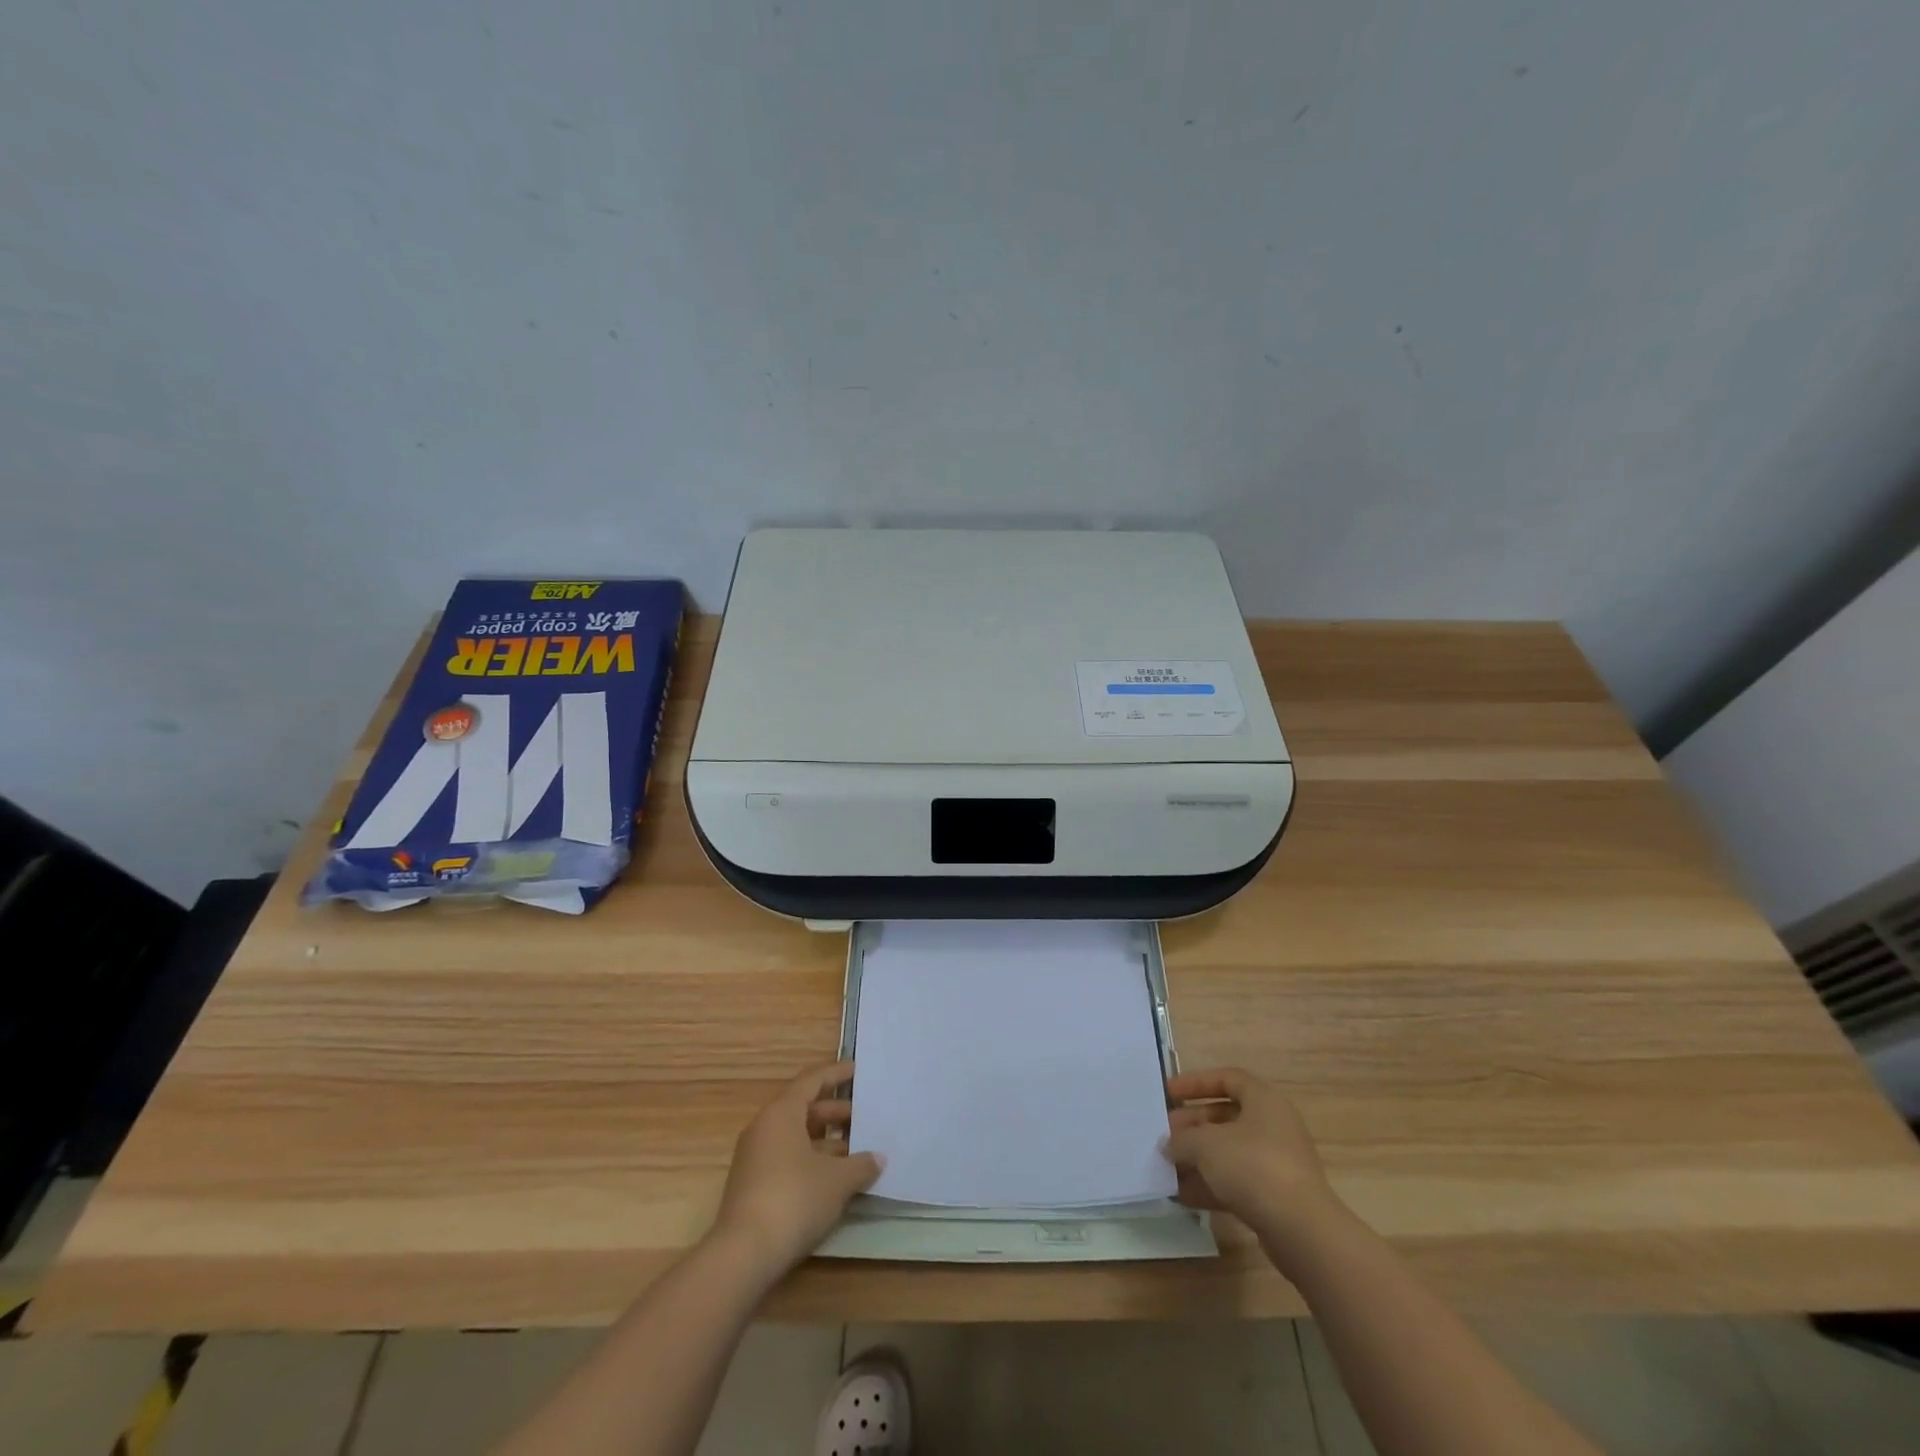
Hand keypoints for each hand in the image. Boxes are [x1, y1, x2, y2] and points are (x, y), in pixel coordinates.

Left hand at [711, 1061, 881, 1277]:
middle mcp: (764, 1128)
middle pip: (803, 1109)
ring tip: (856, 1150)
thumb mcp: (837, 1180)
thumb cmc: (794, 1199)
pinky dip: (812, 1160)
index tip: (856, 1070)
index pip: (811, 1081)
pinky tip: (835, 1177)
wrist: (743, 1255)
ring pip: (796, 1136)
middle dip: (835, 1112)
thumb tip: (877, 1158)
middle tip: (864, 1116)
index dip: (836, 1074)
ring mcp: (755, 1158)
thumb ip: (861, 1164)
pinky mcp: (753, 1186)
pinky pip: (788, 1158)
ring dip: (826, 1140)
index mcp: (781, 1113)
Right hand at [1163, 1067, 1344, 1251]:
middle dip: (1192, 1126)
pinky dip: (1212, 1185)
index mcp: (1264, 1101)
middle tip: (1165, 1135)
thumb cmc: (1253, 1167)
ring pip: (1229, 1152)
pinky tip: (1184, 1196)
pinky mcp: (1275, 1197)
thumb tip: (1169, 1145)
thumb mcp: (1206, 1145)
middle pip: (1225, 1117)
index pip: (1227, 1078)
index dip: (1196, 1082)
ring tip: (1167, 1168)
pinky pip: (1237, 1182)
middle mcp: (1273, 1126)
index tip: (1169, 1093)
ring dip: (1198, 1159)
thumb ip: (1182, 1139)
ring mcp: (1276, 1163)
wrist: (1301, 1231)